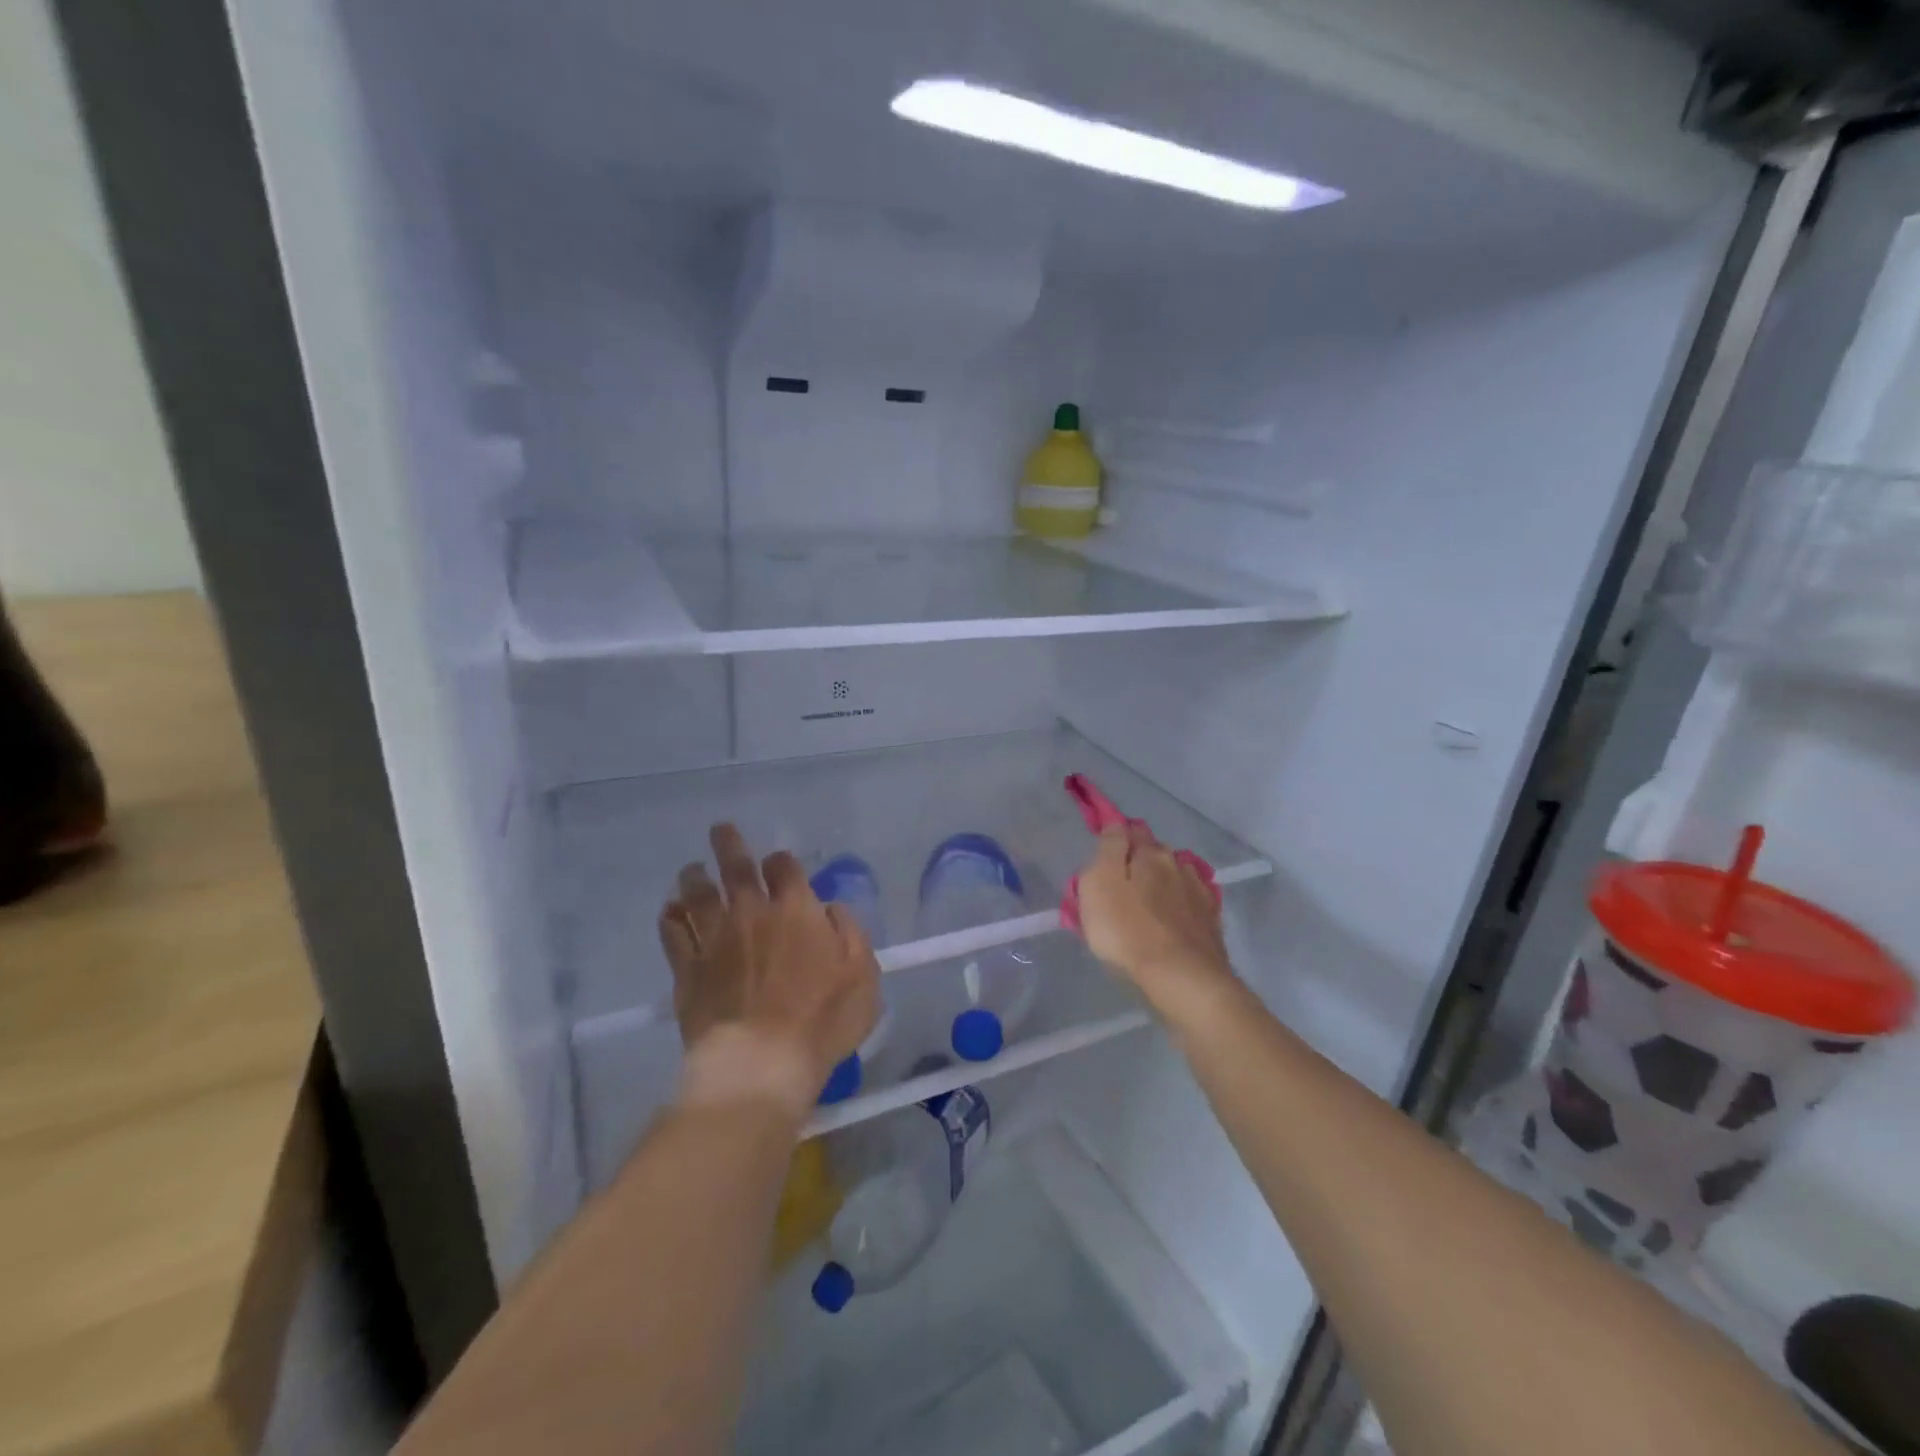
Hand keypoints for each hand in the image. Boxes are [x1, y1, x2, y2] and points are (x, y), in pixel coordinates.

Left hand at [658, 824, 879, 1116]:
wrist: (760, 1063)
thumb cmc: (821, 1021)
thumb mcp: (863, 975)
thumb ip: (850, 933)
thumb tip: (830, 908)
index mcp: (795, 911)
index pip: (784, 868)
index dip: (781, 861)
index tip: (779, 864)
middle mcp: (752, 914)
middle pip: (736, 868)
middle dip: (729, 845)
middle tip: (720, 830)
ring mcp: (715, 940)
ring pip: (698, 895)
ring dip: (695, 877)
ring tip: (692, 869)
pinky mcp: (688, 969)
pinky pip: (673, 934)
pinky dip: (670, 917)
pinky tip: (669, 911)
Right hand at [1077, 824, 1234, 1018]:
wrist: (1182, 978)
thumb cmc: (1127, 929)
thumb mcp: (1099, 883)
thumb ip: (1108, 848)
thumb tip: (1116, 824)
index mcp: (1150, 853)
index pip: (1130, 830)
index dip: (1116, 835)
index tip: (1104, 847)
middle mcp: (1178, 865)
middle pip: (1155, 853)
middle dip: (1139, 861)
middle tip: (1120, 882)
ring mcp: (1199, 893)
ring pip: (1175, 877)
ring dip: (1162, 883)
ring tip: (1147, 903)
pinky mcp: (1211, 923)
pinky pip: (1190, 903)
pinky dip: (1180, 906)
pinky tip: (1172, 919)